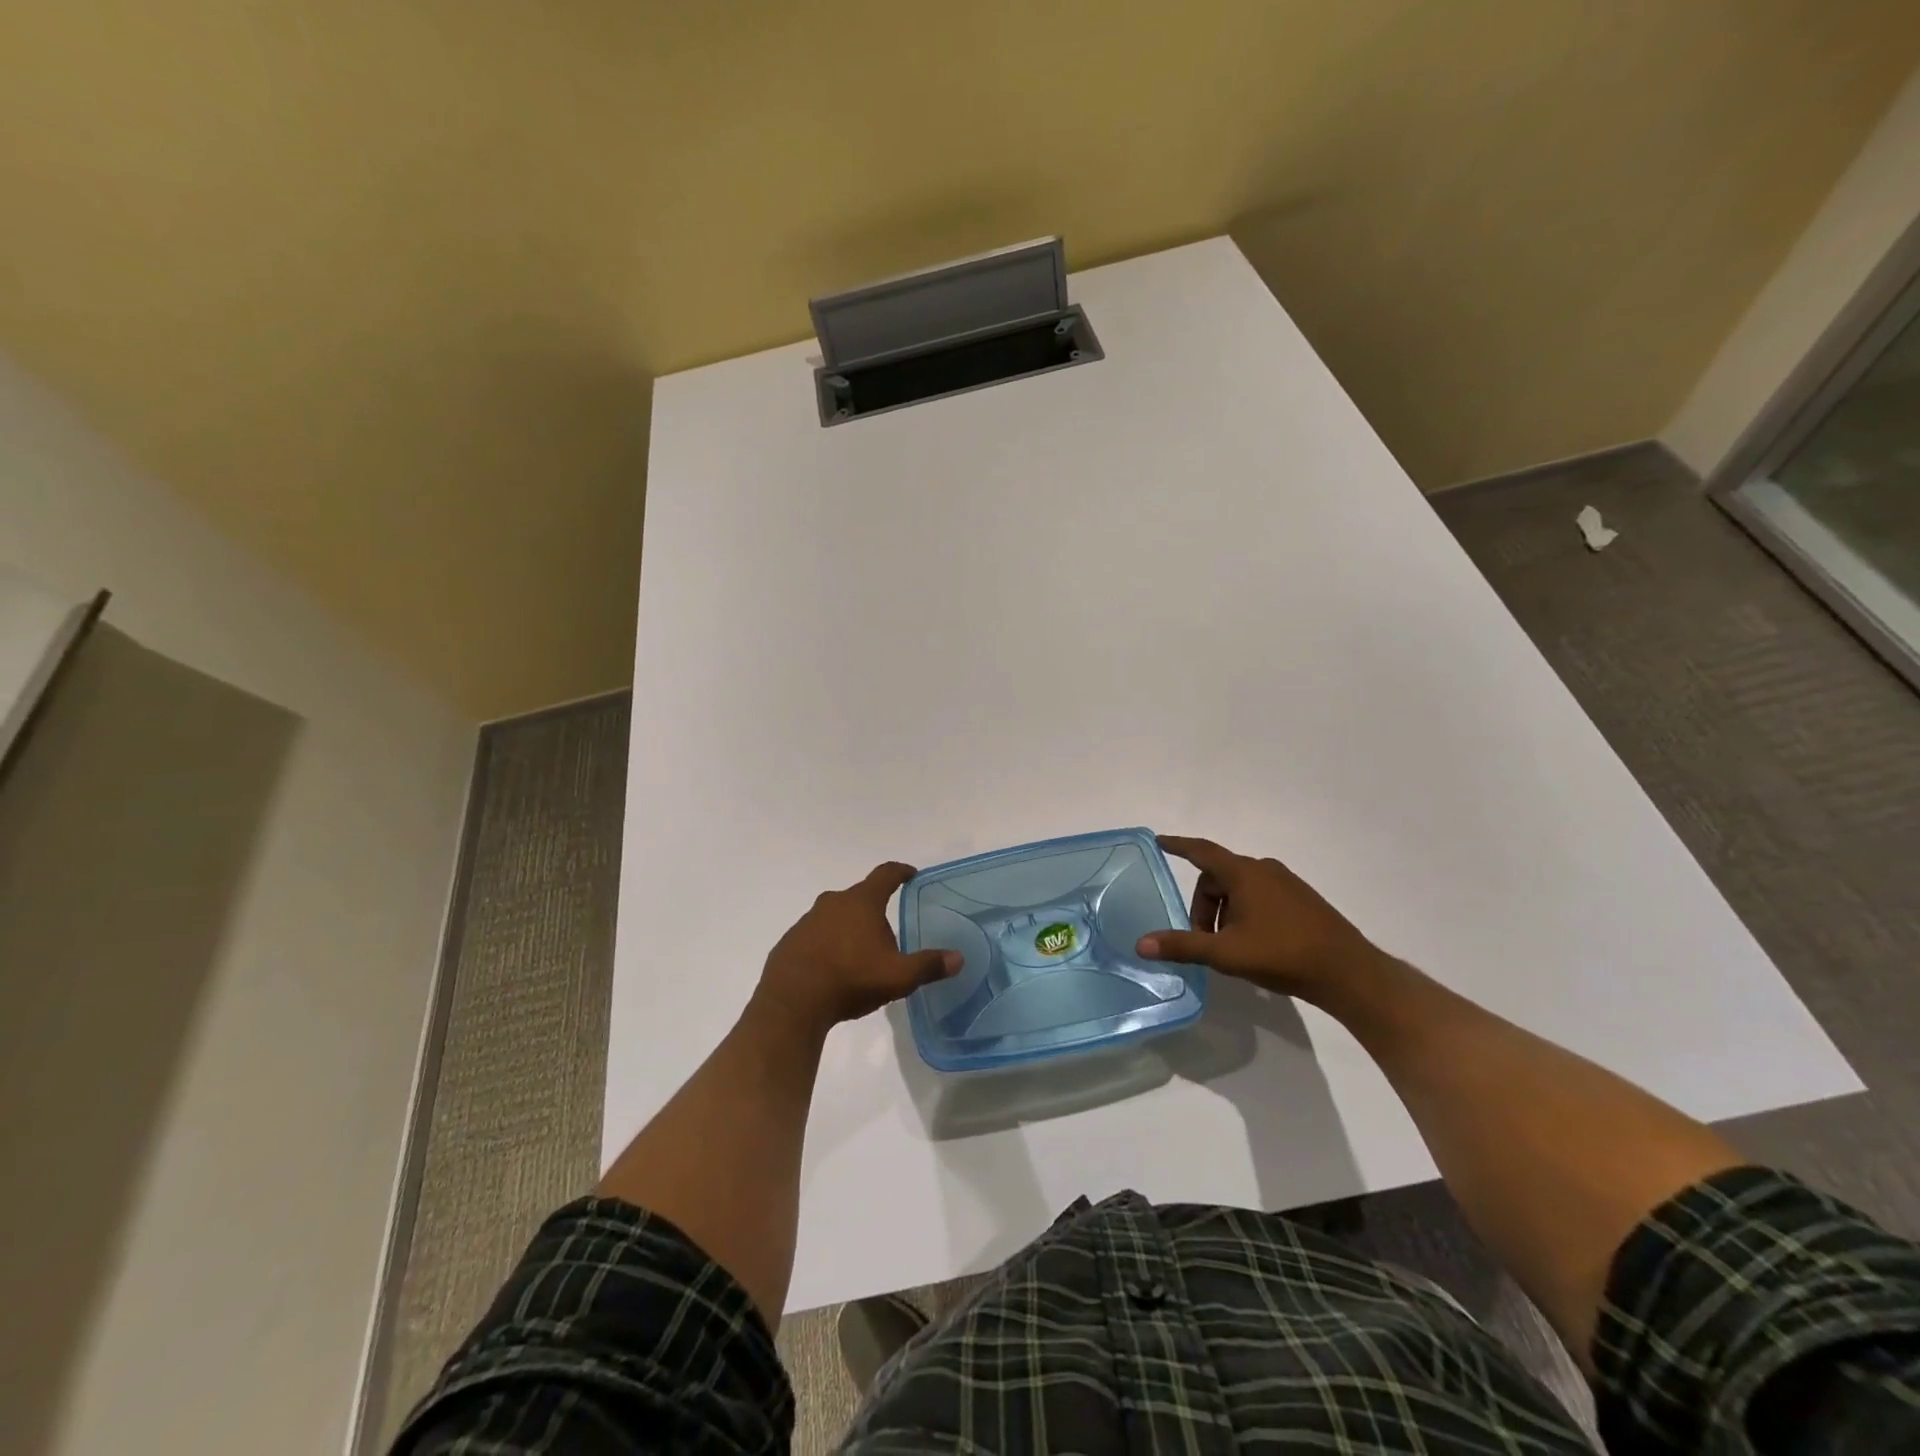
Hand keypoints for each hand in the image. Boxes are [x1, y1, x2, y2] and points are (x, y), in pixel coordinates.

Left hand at [753, 862, 960, 1038]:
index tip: (910, 874)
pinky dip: (828, 944)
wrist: (791, 1003)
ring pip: (836, 915)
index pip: (886, 875)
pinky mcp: (790, 941)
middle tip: (888, 927)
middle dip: (874, 907)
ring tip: (861, 952)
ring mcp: (807, 920)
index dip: (901, 872)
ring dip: (849, 927)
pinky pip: (816, 935)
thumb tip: (958, 958)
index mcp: (861, 902)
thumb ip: (929, 965)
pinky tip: (834, 968)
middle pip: (859, 896)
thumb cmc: (850, 979)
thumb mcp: (898, 976)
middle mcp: (833, 902)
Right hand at [1135, 835, 1383, 1001]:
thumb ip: (1183, 946)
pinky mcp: (1301, 900)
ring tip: (1228, 948)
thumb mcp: (1226, 953)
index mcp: (1244, 874)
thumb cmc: (1282, 954)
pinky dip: (1244, 914)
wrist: (1348, 972)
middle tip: (1202, 940)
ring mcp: (1286, 883)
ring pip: (1239, 889)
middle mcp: (1264, 870)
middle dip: (1203, 906)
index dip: (1178, 846)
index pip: (1201, 851)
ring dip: (1224, 913)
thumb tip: (1141, 943)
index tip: (1159, 841)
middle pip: (1217, 878)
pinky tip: (1252, 945)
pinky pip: (1259, 896)